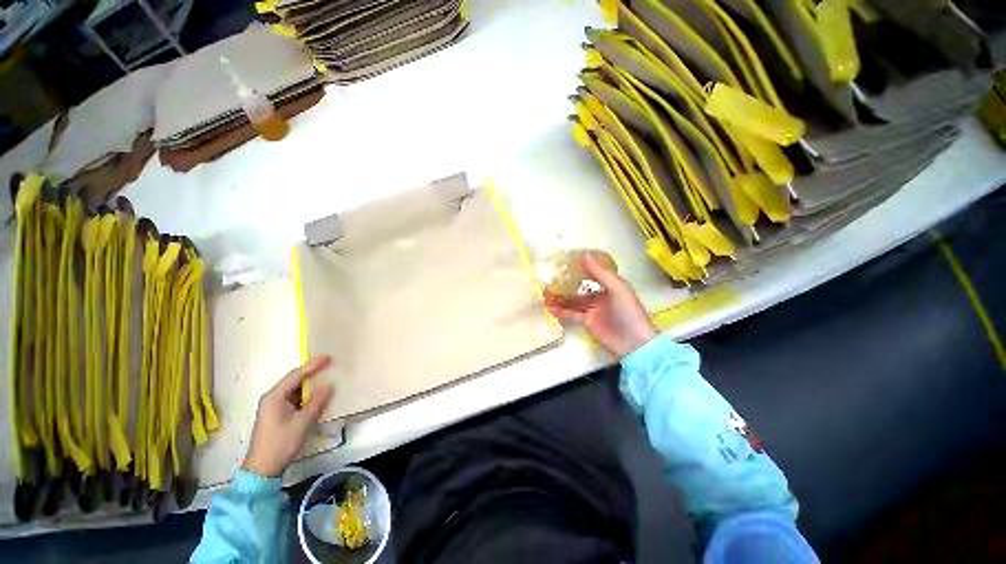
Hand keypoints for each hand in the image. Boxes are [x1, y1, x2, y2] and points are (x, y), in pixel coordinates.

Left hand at [242, 356, 334, 477]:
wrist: (263, 468)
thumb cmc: (282, 442)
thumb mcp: (303, 421)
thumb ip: (317, 401)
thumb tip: (329, 385)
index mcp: (275, 396)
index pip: (296, 375)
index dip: (313, 365)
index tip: (328, 357)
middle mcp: (272, 398)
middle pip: (294, 381)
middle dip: (311, 373)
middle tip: (329, 365)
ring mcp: (273, 408)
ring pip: (294, 390)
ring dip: (310, 385)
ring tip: (326, 378)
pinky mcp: (277, 416)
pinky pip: (294, 399)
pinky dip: (306, 396)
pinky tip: (317, 396)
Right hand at [545, 256, 657, 357]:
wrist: (634, 344)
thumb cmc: (629, 312)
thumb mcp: (618, 289)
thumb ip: (601, 274)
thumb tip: (584, 256)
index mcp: (610, 286)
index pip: (592, 274)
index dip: (579, 268)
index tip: (564, 263)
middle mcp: (600, 296)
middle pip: (579, 288)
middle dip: (565, 284)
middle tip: (549, 279)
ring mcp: (592, 310)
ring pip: (573, 301)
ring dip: (560, 297)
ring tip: (545, 293)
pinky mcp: (586, 322)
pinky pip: (571, 314)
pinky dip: (561, 311)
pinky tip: (550, 307)